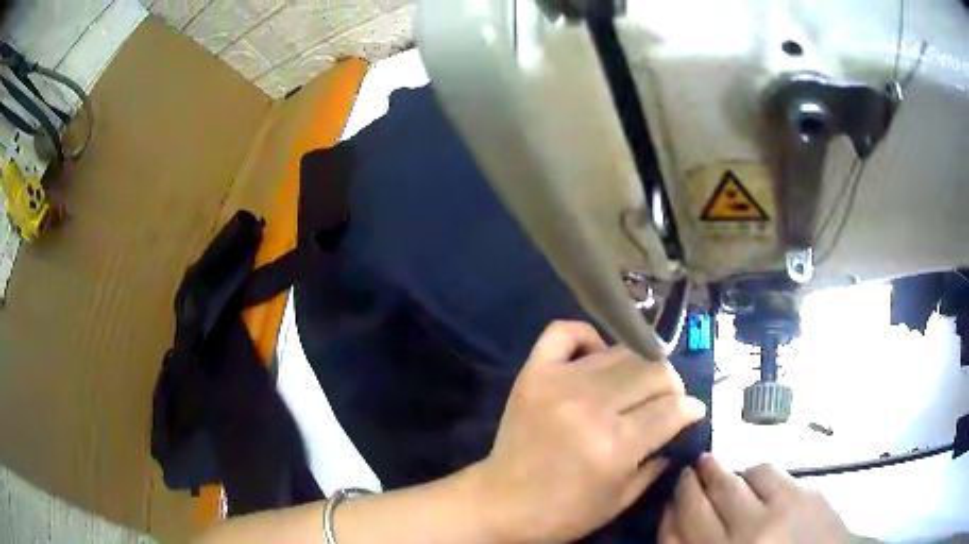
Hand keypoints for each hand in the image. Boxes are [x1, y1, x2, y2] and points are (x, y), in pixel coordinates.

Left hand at [472, 321, 706, 543]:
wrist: (501, 503)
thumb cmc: (563, 512)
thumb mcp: (620, 500)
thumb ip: (657, 462)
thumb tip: (681, 425)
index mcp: (615, 445)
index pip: (671, 409)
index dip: (690, 409)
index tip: (693, 412)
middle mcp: (591, 406)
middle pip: (653, 373)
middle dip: (672, 387)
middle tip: (667, 401)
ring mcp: (560, 383)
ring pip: (621, 352)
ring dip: (640, 367)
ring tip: (637, 385)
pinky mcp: (534, 373)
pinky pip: (566, 331)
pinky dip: (588, 337)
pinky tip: (596, 357)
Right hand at [660, 455, 851, 543]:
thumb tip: (676, 522)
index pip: (675, 533)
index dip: (667, 513)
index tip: (666, 501)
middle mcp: (741, 539)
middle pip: (699, 504)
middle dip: (688, 484)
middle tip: (687, 472)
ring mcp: (773, 516)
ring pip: (732, 482)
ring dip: (719, 472)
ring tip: (715, 468)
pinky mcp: (801, 495)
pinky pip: (767, 472)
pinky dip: (752, 471)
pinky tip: (752, 476)